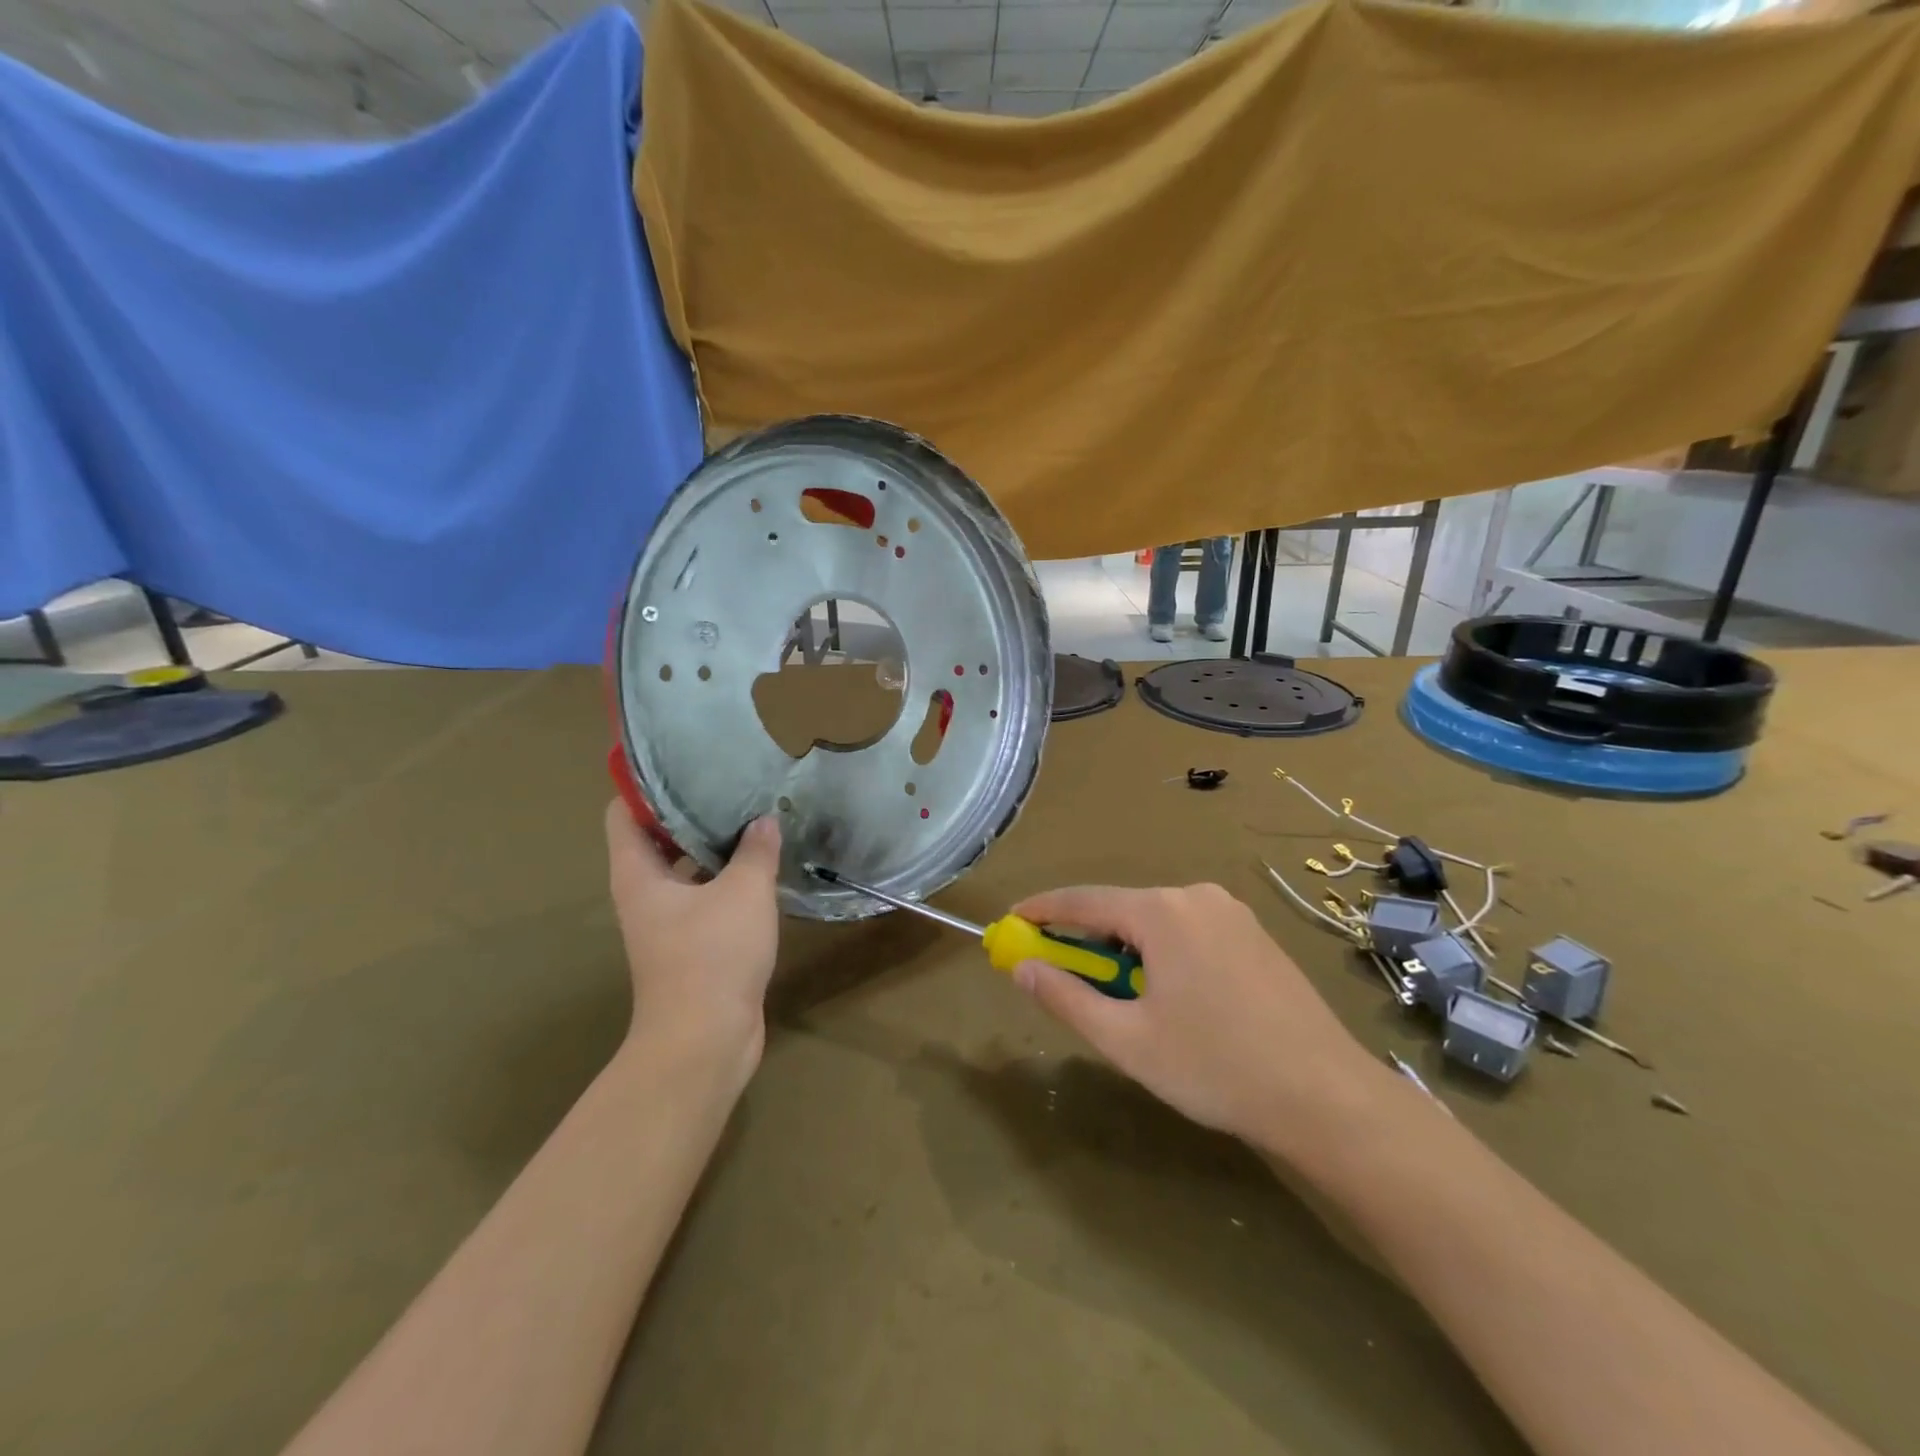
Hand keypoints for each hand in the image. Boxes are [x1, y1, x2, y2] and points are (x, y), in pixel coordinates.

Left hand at [604, 802, 782, 1083]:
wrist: (705, 1040)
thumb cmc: (712, 955)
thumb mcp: (743, 892)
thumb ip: (756, 851)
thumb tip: (764, 821)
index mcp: (638, 874)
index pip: (623, 812)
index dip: (645, 784)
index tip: (683, 761)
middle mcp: (645, 893)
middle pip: (657, 837)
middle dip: (690, 810)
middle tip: (730, 783)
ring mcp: (667, 921)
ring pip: (685, 868)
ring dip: (713, 845)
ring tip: (752, 815)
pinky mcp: (693, 943)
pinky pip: (706, 896)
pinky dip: (727, 877)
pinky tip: (763, 864)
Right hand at [1008, 883, 1385, 1152]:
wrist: (1327, 1097)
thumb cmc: (1215, 1067)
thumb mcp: (1127, 1040)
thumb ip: (1067, 998)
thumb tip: (1023, 968)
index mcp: (1161, 911)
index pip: (1083, 900)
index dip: (1042, 911)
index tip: (1011, 923)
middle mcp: (1195, 896)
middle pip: (1122, 909)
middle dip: (1087, 939)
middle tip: (1063, 973)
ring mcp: (1231, 912)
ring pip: (1157, 920)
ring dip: (1126, 948)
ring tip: (1121, 997)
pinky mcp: (1255, 934)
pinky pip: (1189, 930)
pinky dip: (1162, 951)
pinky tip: (1171, 994)